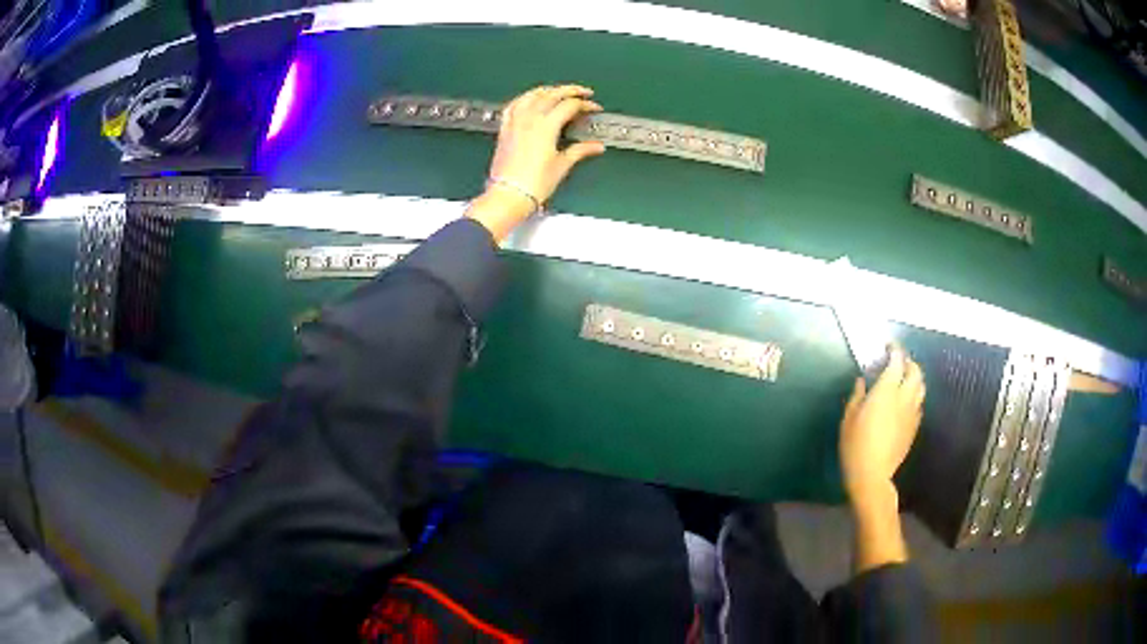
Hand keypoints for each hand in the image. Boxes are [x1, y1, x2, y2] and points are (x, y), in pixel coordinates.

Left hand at [490, 84, 604, 203]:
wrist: (508, 195)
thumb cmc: (534, 183)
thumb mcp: (562, 166)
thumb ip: (580, 151)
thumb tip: (596, 146)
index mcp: (546, 126)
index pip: (570, 105)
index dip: (585, 104)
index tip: (594, 108)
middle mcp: (529, 119)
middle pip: (552, 94)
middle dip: (570, 90)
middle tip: (583, 92)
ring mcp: (515, 122)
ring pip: (532, 95)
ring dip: (547, 90)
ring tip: (558, 91)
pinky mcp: (505, 129)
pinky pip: (514, 105)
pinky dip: (524, 98)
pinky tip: (529, 99)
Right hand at [839, 345, 924, 504]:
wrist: (872, 475)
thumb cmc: (855, 445)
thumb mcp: (848, 418)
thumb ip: (857, 395)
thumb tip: (862, 381)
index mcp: (887, 390)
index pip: (897, 361)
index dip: (895, 350)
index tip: (888, 346)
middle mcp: (904, 397)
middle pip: (915, 371)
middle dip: (908, 362)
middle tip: (898, 361)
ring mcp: (912, 413)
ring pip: (921, 387)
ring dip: (915, 378)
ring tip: (904, 379)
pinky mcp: (914, 427)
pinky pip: (919, 403)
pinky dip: (914, 395)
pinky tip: (905, 402)